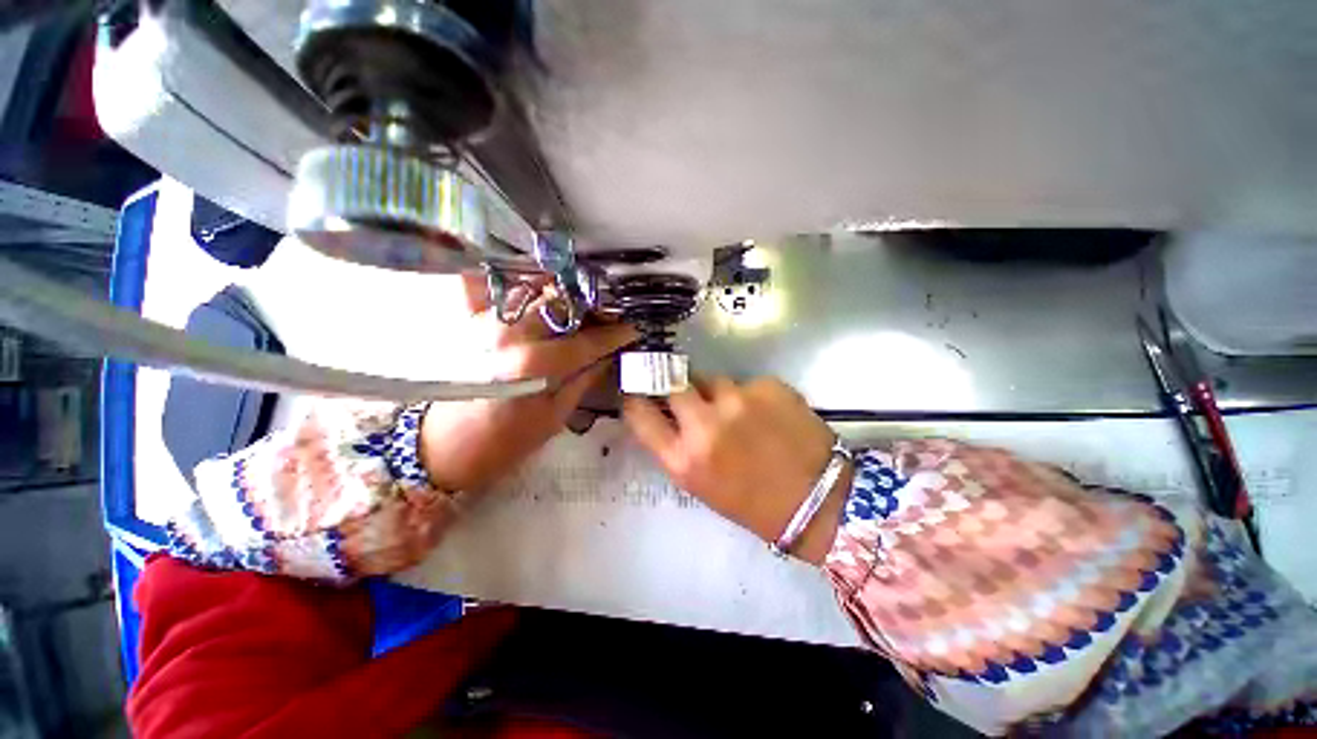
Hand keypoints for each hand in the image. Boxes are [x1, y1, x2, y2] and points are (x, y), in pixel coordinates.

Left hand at [420, 281, 636, 492]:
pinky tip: (541, 301)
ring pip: (535, 292)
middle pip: (562, 305)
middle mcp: (511, 334)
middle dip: (592, 307)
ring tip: (581, 310)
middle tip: (608, 317)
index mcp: (535, 365)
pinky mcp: (471, 324)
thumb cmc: (505, 442)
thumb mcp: (554, 416)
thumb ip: (584, 379)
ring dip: (563, 297)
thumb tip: (608, 355)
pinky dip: (525, 291)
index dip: (615, 333)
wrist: (444, 447)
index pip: (588, 341)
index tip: (633, 327)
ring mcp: (487, 323)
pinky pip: (501, 293)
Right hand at [623, 377, 851, 563]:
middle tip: (689, 396)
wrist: (822, 501)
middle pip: (671, 381)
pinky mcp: (767, 385)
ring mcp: (738, 400)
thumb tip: (664, 413)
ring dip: (717, 392)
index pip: (639, 413)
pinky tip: (768, 414)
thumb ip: (677, 446)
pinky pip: (745, 382)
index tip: (641, 392)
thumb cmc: (754, 503)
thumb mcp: (701, 484)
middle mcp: (705, 425)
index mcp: (684, 460)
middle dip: (676, 386)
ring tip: (739, 412)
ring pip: (711, 379)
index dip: (637, 399)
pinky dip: (749, 395)